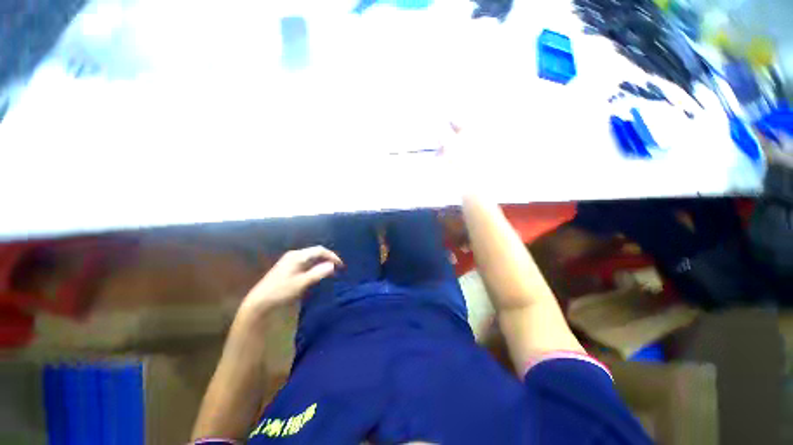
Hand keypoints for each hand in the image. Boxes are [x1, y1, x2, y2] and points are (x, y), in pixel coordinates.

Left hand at [239, 246, 342, 316]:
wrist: (259, 302)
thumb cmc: (281, 291)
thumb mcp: (301, 283)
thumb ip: (318, 273)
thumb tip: (333, 265)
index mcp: (297, 256)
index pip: (319, 250)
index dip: (332, 256)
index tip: (340, 266)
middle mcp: (294, 255)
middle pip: (316, 252)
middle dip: (328, 258)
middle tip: (337, 268)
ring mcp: (290, 261)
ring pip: (311, 258)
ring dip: (322, 263)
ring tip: (330, 271)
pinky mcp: (288, 267)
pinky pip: (306, 262)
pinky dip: (315, 266)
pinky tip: (317, 273)